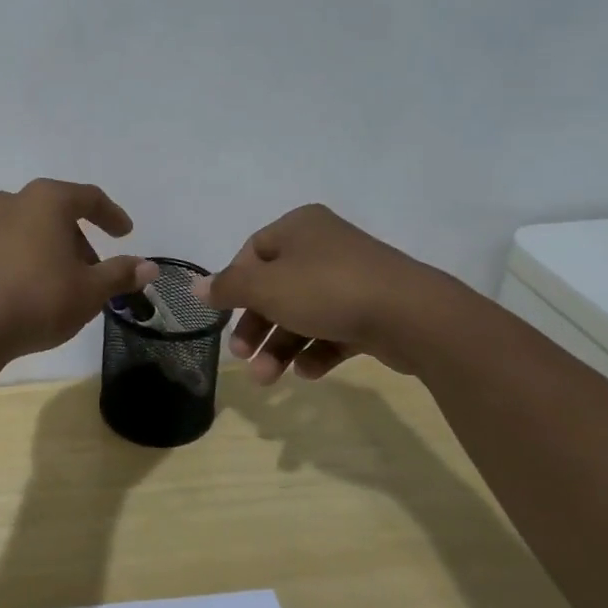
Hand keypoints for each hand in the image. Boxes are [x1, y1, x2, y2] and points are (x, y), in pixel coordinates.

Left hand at [0, 180, 158, 360]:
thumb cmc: (38, 299)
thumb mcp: (90, 290)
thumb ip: (120, 274)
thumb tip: (149, 266)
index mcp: (47, 200)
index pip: (89, 198)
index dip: (112, 216)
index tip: (125, 234)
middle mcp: (14, 201)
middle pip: (57, 211)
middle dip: (80, 238)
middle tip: (95, 270)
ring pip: (31, 228)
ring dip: (52, 248)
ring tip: (64, 282)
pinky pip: (8, 245)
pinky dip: (26, 257)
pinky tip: (31, 288)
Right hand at [194, 204, 461, 382]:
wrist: (412, 315)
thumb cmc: (326, 289)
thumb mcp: (266, 288)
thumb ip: (228, 288)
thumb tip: (195, 287)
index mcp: (299, 228)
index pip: (253, 252)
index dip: (235, 285)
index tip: (224, 314)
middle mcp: (325, 247)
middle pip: (276, 288)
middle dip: (257, 327)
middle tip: (242, 357)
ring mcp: (352, 279)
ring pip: (303, 313)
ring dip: (281, 347)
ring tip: (269, 380)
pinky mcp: (373, 310)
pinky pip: (334, 329)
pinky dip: (317, 350)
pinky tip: (308, 373)